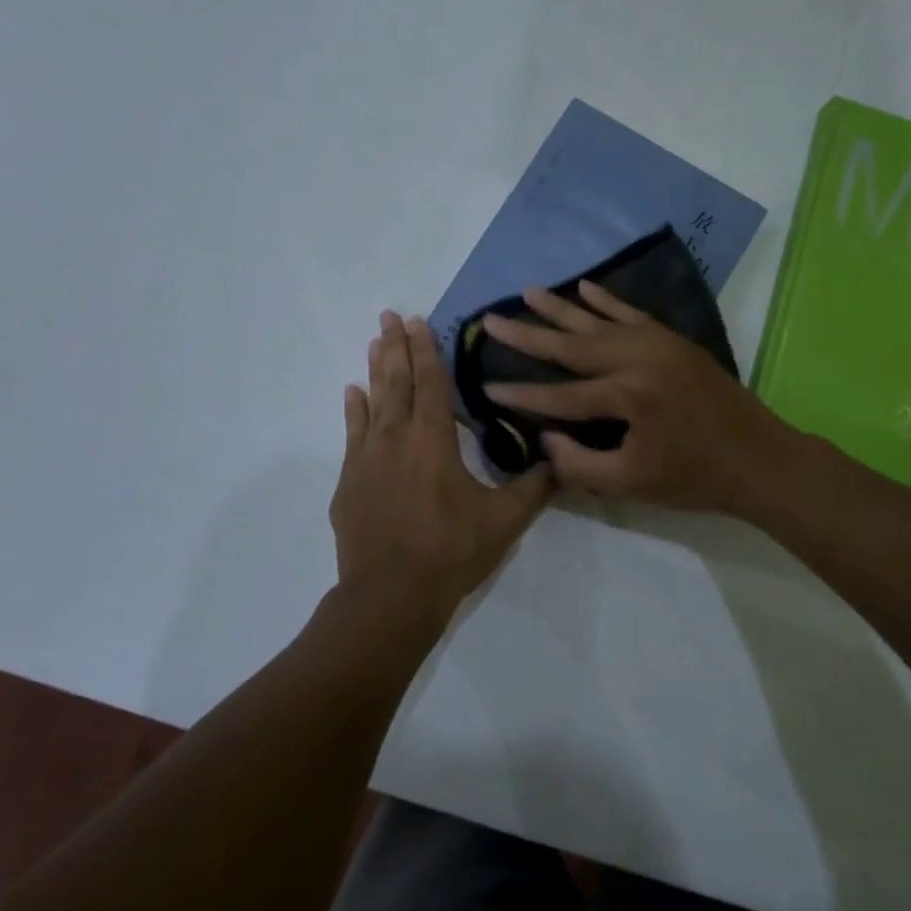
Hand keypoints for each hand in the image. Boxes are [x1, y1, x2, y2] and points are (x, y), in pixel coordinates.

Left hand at [330, 312, 551, 625]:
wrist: (391, 594)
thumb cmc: (451, 551)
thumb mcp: (504, 520)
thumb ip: (534, 488)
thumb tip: (561, 462)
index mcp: (434, 440)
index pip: (432, 383)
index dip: (427, 351)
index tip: (418, 321)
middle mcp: (397, 438)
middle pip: (397, 382)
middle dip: (396, 347)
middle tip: (389, 316)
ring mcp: (367, 458)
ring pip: (373, 402)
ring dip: (375, 370)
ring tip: (373, 342)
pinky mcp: (350, 481)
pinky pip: (352, 434)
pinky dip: (354, 411)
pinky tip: (352, 393)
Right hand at [482, 282, 794, 515]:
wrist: (760, 459)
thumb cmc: (695, 477)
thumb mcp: (632, 484)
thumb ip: (579, 464)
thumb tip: (544, 438)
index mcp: (628, 395)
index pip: (560, 395)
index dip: (521, 395)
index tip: (484, 387)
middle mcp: (638, 358)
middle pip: (571, 345)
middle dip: (528, 334)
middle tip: (490, 319)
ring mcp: (658, 344)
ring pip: (598, 321)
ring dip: (560, 308)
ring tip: (528, 292)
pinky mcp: (673, 340)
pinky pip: (632, 313)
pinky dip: (606, 300)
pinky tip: (584, 286)